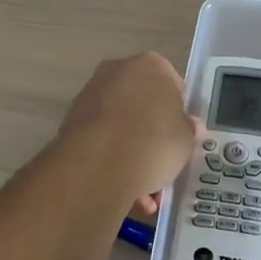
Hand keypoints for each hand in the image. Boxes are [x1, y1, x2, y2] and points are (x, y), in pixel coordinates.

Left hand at [57, 53, 199, 213]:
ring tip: (146, 194)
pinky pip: (102, 139)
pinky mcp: (72, 119)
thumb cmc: (154, 141)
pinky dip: (112, 161)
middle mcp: (118, 70)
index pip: (172, 84)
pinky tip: (125, 192)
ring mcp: (92, 93)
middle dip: (153, 136)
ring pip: (121, 125)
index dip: (179, 112)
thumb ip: (188, 129)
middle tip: (164, 165)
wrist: (99, 163)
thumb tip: (188, 126)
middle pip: (143, 105)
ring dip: (133, 155)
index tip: (181, 135)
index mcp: (151, 65)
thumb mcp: (185, 139)